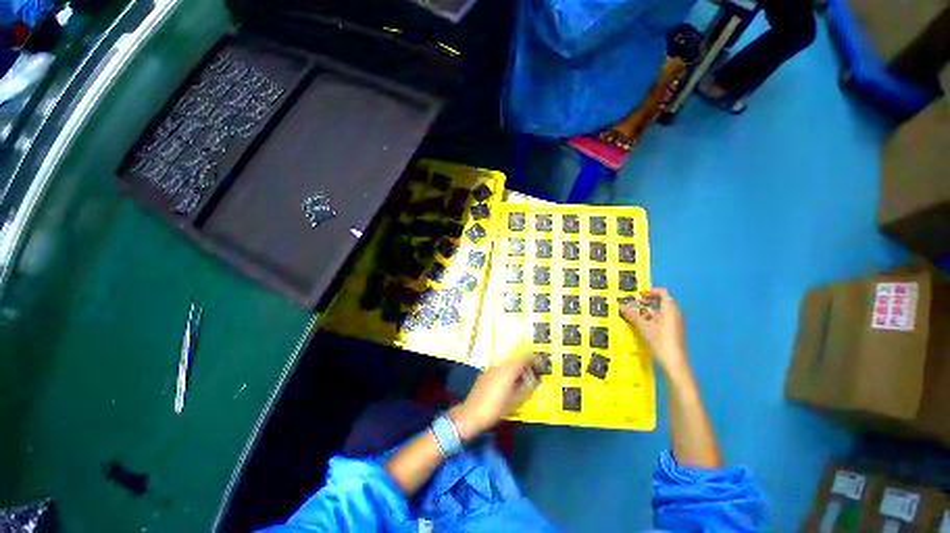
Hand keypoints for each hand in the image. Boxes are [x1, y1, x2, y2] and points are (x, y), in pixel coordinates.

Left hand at [451, 352, 539, 441]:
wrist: (471, 413)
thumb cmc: (496, 408)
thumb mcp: (516, 401)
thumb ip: (528, 388)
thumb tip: (536, 380)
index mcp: (509, 369)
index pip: (525, 357)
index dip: (535, 359)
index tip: (542, 365)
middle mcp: (500, 364)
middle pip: (516, 358)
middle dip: (526, 364)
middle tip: (534, 374)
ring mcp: (491, 367)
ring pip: (508, 363)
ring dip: (517, 368)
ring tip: (523, 381)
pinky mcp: (486, 373)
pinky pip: (501, 368)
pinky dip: (509, 371)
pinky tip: (509, 383)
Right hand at [619, 288, 688, 378]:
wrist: (674, 362)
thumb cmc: (659, 341)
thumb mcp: (642, 326)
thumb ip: (631, 314)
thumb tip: (620, 305)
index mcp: (669, 310)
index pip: (663, 293)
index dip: (651, 291)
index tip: (640, 294)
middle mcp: (675, 314)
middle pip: (663, 301)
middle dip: (650, 301)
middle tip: (638, 303)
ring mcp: (675, 323)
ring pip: (662, 311)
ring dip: (650, 310)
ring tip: (638, 315)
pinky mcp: (674, 331)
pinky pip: (664, 319)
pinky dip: (654, 318)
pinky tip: (644, 326)